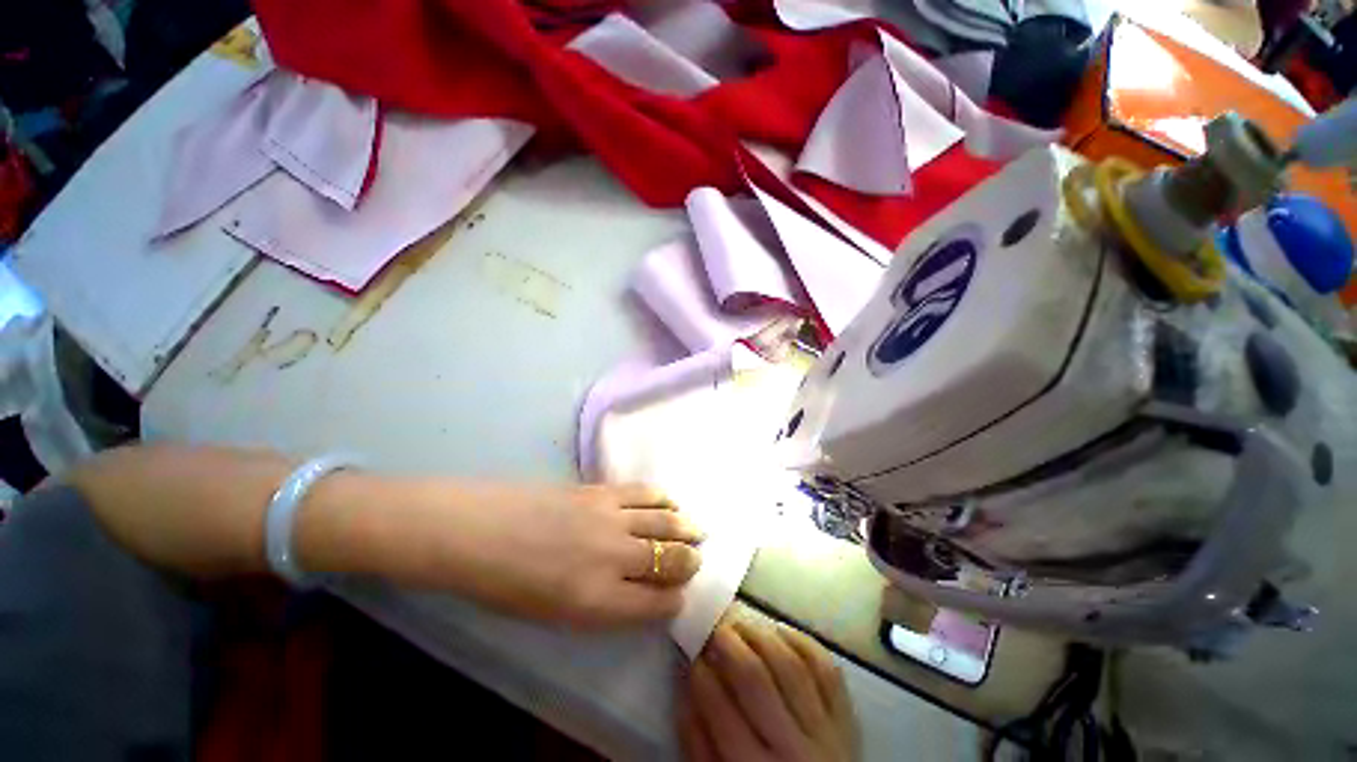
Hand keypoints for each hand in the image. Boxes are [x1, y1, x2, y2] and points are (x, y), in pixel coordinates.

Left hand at [363, 480, 704, 628]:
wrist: (475, 529)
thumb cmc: (504, 585)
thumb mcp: (553, 615)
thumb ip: (601, 605)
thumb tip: (636, 591)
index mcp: (598, 602)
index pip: (657, 604)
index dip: (673, 601)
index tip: (677, 597)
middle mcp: (613, 559)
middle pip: (670, 559)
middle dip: (688, 562)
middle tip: (696, 559)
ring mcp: (610, 518)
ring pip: (664, 522)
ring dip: (685, 528)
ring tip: (695, 530)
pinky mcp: (601, 491)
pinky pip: (644, 493)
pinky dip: (663, 500)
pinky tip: (669, 504)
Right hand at [679, 614, 858, 761]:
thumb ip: (697, 741)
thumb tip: (685, 682)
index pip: (720, 709)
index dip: (701, 671)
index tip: (692, 649)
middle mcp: (792, 750)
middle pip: (756, 678)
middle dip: (728, 642)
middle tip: (714, 624)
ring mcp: (826, 732)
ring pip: (790, 665)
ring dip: (760, 633)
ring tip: (741, 621)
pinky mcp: (848, 718)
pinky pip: (825, 669)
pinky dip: (801, 641)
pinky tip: (778, 630)